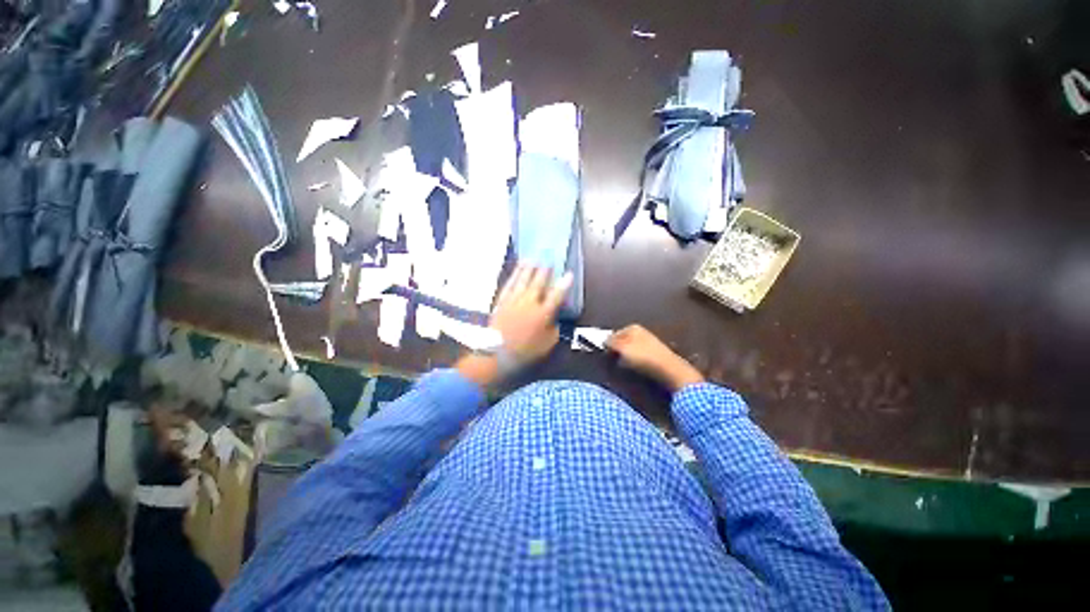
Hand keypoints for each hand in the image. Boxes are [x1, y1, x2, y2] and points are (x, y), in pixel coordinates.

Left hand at [490, 262, 571, 364]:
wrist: (497, 353)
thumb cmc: (525, 350)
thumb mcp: (547, 344)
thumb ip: (554, 330)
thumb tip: (555, 319)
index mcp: (543, 313)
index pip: (557, 295)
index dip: (564, 284)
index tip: (569, 274)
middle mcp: (529, 302)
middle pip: (539, 282)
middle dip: (545, 270)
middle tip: (549, 260)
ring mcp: (514, 300)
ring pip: (523, 279)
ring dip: (529, 268)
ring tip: (533, 258)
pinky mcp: (502, 301)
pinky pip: (510, 284)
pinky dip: (515, 275)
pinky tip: (517, 269)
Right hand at [607, 325, 704, 391]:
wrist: (668, 369)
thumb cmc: (642, 356)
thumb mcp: (621, 347)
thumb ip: (610, 342)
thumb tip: (604, 341)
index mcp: (632, 327)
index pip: (613, 334)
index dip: (608, 345)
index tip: (606, 355)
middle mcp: (641, 332)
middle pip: (622, 342)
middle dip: (617, 351)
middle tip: (613, 361)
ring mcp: (649, 343)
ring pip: (630, 350)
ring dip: (625, 358)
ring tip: (625, 367)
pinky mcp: (654, 355)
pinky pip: (639, 358)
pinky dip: (635, 363)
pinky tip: (636, 369)